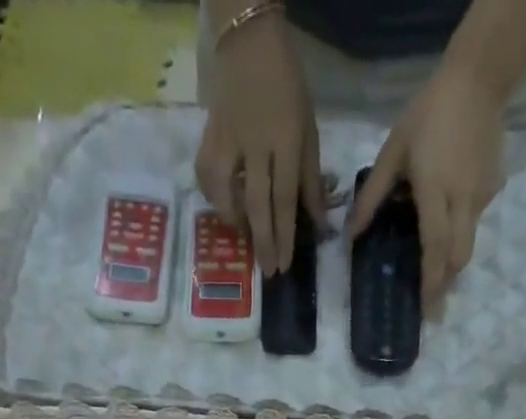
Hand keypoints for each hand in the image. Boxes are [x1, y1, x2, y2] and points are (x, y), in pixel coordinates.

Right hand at [195, 11, 323, 274]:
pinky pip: (206, 178)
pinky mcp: (208, 137)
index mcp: (286, 139)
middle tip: (268, 272)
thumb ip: (311, 178)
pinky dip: (215, 198)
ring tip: (246, 237)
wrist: (248, 41)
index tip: (284, 265)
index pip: (285, 198)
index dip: (285, 236)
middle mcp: (255, 143)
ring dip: (236, 222)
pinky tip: (226, 208)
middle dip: (264, 242)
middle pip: (257, 204)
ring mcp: (228, 140)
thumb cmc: (286, 86)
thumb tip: (318, 222)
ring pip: (225, 194)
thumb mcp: (309, 128)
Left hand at [348, 59, 505, 304]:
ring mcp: (482, 195)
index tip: (427, 309)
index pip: (436, 247)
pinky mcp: (493, 187)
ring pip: (468, 242)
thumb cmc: (428, 114)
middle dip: (446, 283)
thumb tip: (350, 236)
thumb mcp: (393, 152)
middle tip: (432, 304)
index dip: (431, 282)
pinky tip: (447, 221)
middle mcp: (463, 201)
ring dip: (451, 260)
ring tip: (435, 270)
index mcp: (435, 192)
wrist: (479, 78)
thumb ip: (372, 196)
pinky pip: (475, 219)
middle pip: (459, 257)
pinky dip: (460, 230)